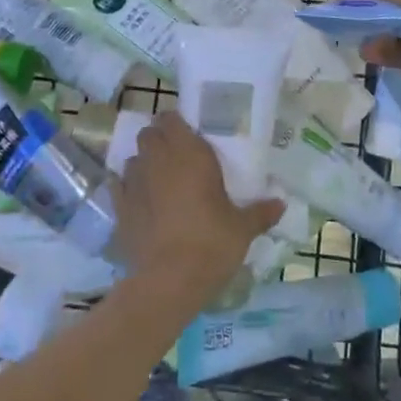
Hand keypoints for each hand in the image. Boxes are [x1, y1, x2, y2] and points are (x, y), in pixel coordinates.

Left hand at [113, 112, 285, 301]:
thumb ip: (261, 212)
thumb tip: (282, 204)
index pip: (171, 118)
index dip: (176, 124)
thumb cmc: (211, 244)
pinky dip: (125, 187)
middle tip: (176, 157)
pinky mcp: (119, 208)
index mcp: (188, 153)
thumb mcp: (242, 229)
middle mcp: (158, 160)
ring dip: (143, 163)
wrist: (168, 282)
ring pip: (133, 158)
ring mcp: (134, 183)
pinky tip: (137, 199)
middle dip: (159, 140)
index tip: (189, 135)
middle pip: (149, 133)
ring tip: (158, 179)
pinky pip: (118, 185)